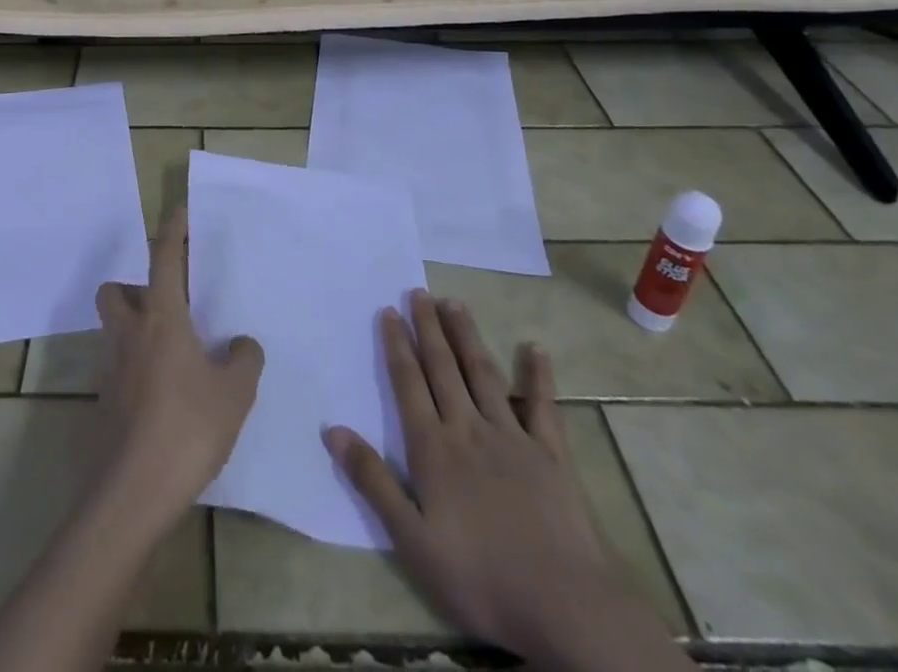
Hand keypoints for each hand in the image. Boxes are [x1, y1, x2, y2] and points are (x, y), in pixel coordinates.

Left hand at [94, 209, 263, 524]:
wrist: (133, 492)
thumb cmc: (187, 428)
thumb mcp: (234, 394)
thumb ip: (243, 360)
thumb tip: (242, 344)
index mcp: (161, 318)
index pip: (164, 259)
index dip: (172, 232)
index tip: (178, 212)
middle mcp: (129, 334)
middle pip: (116, 291)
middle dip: (134, 288)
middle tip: (167, 305)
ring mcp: (111, 368)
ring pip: (115, 329)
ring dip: (136, 328)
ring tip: (174, 353)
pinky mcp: (104, 401)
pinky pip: (119, 366)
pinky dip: (137, 367)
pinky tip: (166, 395)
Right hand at [323, 292, 622, 655]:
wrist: (564, 607)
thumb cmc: (479, 578)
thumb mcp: (412, 540)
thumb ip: (373, 481)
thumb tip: (332, 429)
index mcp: (434, 449)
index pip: (409, 384)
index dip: (397, 346)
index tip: (389, 311)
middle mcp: (469, 429)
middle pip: (443, 368)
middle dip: (428, 328)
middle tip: (418, 291)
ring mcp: (513, 437)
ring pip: (484, 374)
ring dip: (467, 336)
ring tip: (454, 303)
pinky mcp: (552, 455)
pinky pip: (543, 407)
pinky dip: (538, 376)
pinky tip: (535, 349)